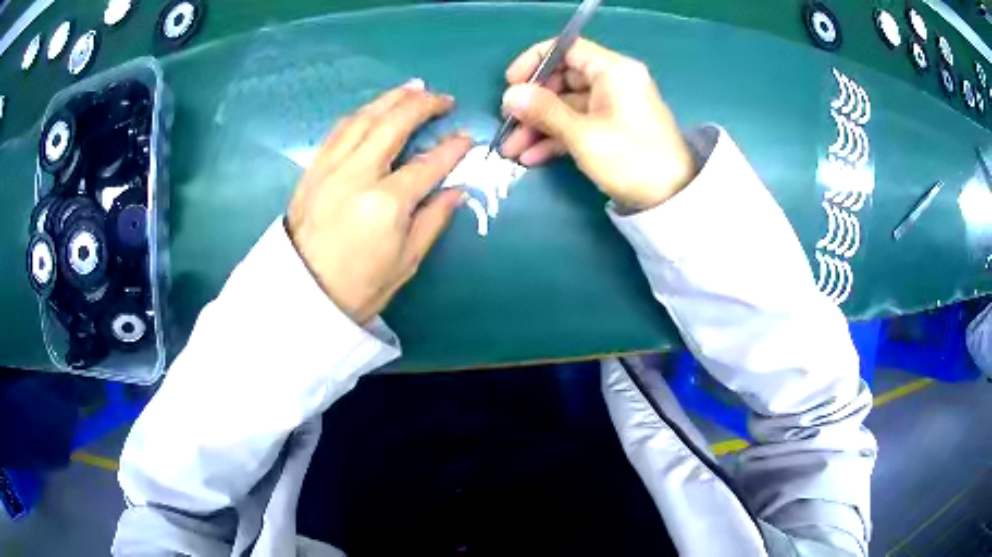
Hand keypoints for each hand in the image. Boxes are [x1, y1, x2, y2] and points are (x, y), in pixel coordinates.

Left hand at [287, 80, 470, 324]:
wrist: (301, 295)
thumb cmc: (358, 287)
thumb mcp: (406, 262)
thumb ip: (433, 220)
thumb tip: (456, 190)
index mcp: (386, 203)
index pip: (428, 163)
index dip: (453, 148)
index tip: (468, 138)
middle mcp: (357, 174)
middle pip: (394, 124)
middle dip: (424, 105)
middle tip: (444, 99)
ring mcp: (331, 168)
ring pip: (364, 118)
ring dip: (392, 98)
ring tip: (414, 87)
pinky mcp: (313, 169)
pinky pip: (339, 130)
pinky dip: (361, 114)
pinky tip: (374, 109)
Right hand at [500, 38, 696, 211]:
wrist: (672, 200)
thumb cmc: (631, 159)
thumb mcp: (584, 135)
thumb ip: (544, 111)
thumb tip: (510, 94)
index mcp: (613, 70)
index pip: (567, 48)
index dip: (534, 61)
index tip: (511, 83)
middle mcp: (613, 81)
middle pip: (562, 80)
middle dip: (532, 104)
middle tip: (508, 125)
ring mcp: (612, 106)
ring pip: (566, 106)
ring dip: (538, 126)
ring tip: (512, 150)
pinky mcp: (612, 128)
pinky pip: (578, 123)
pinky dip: (556, 137)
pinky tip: (532, 157)